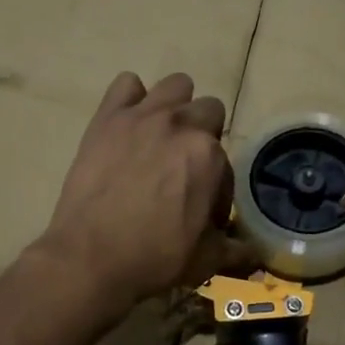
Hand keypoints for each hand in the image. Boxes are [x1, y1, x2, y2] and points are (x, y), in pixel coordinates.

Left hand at [38, 72, 242, 307]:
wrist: (90, 259)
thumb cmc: (156, 259)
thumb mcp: (206, 259)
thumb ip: (236, 249)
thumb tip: (255, 253)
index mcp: (209, 155)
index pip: (226, 163)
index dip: (216, 188)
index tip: (201, 209)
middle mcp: (181, 125)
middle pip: (208, 111)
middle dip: (204, 135)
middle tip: (184, 168)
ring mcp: (143, 117)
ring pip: (176, 85)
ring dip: (176, 106)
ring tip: (162, 136)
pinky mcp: (108, 118)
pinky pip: (126, 84)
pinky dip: (131, 99)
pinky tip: (128, 124)